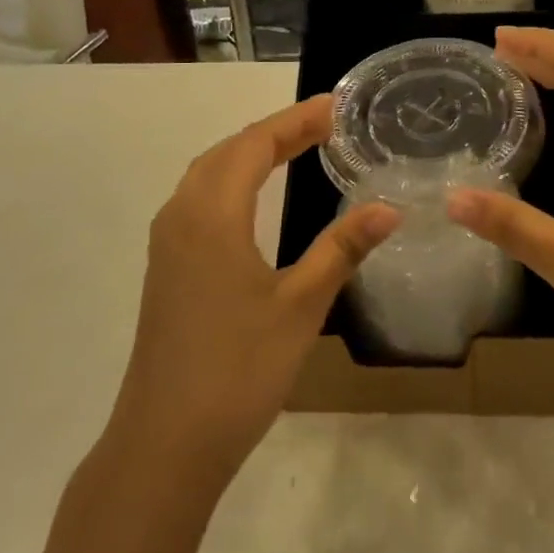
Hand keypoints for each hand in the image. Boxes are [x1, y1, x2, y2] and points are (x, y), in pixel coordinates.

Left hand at [112, 96, 399, 482]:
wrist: (164, 445)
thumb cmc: (237, 370)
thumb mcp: (301, 306)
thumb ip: (342, 249)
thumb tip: (389, 207)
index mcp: (211, 215)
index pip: (255, 146)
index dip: (295, 121)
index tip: (334, 107)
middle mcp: (181, 217)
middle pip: (227, 152)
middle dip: (275, 132)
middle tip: (323, 125)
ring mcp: (167, 244)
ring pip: (207, 174)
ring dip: (249, 153)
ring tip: (293, 148)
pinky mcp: (165, 269)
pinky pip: (198, 200)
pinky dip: (231, 180)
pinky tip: (252, 198)